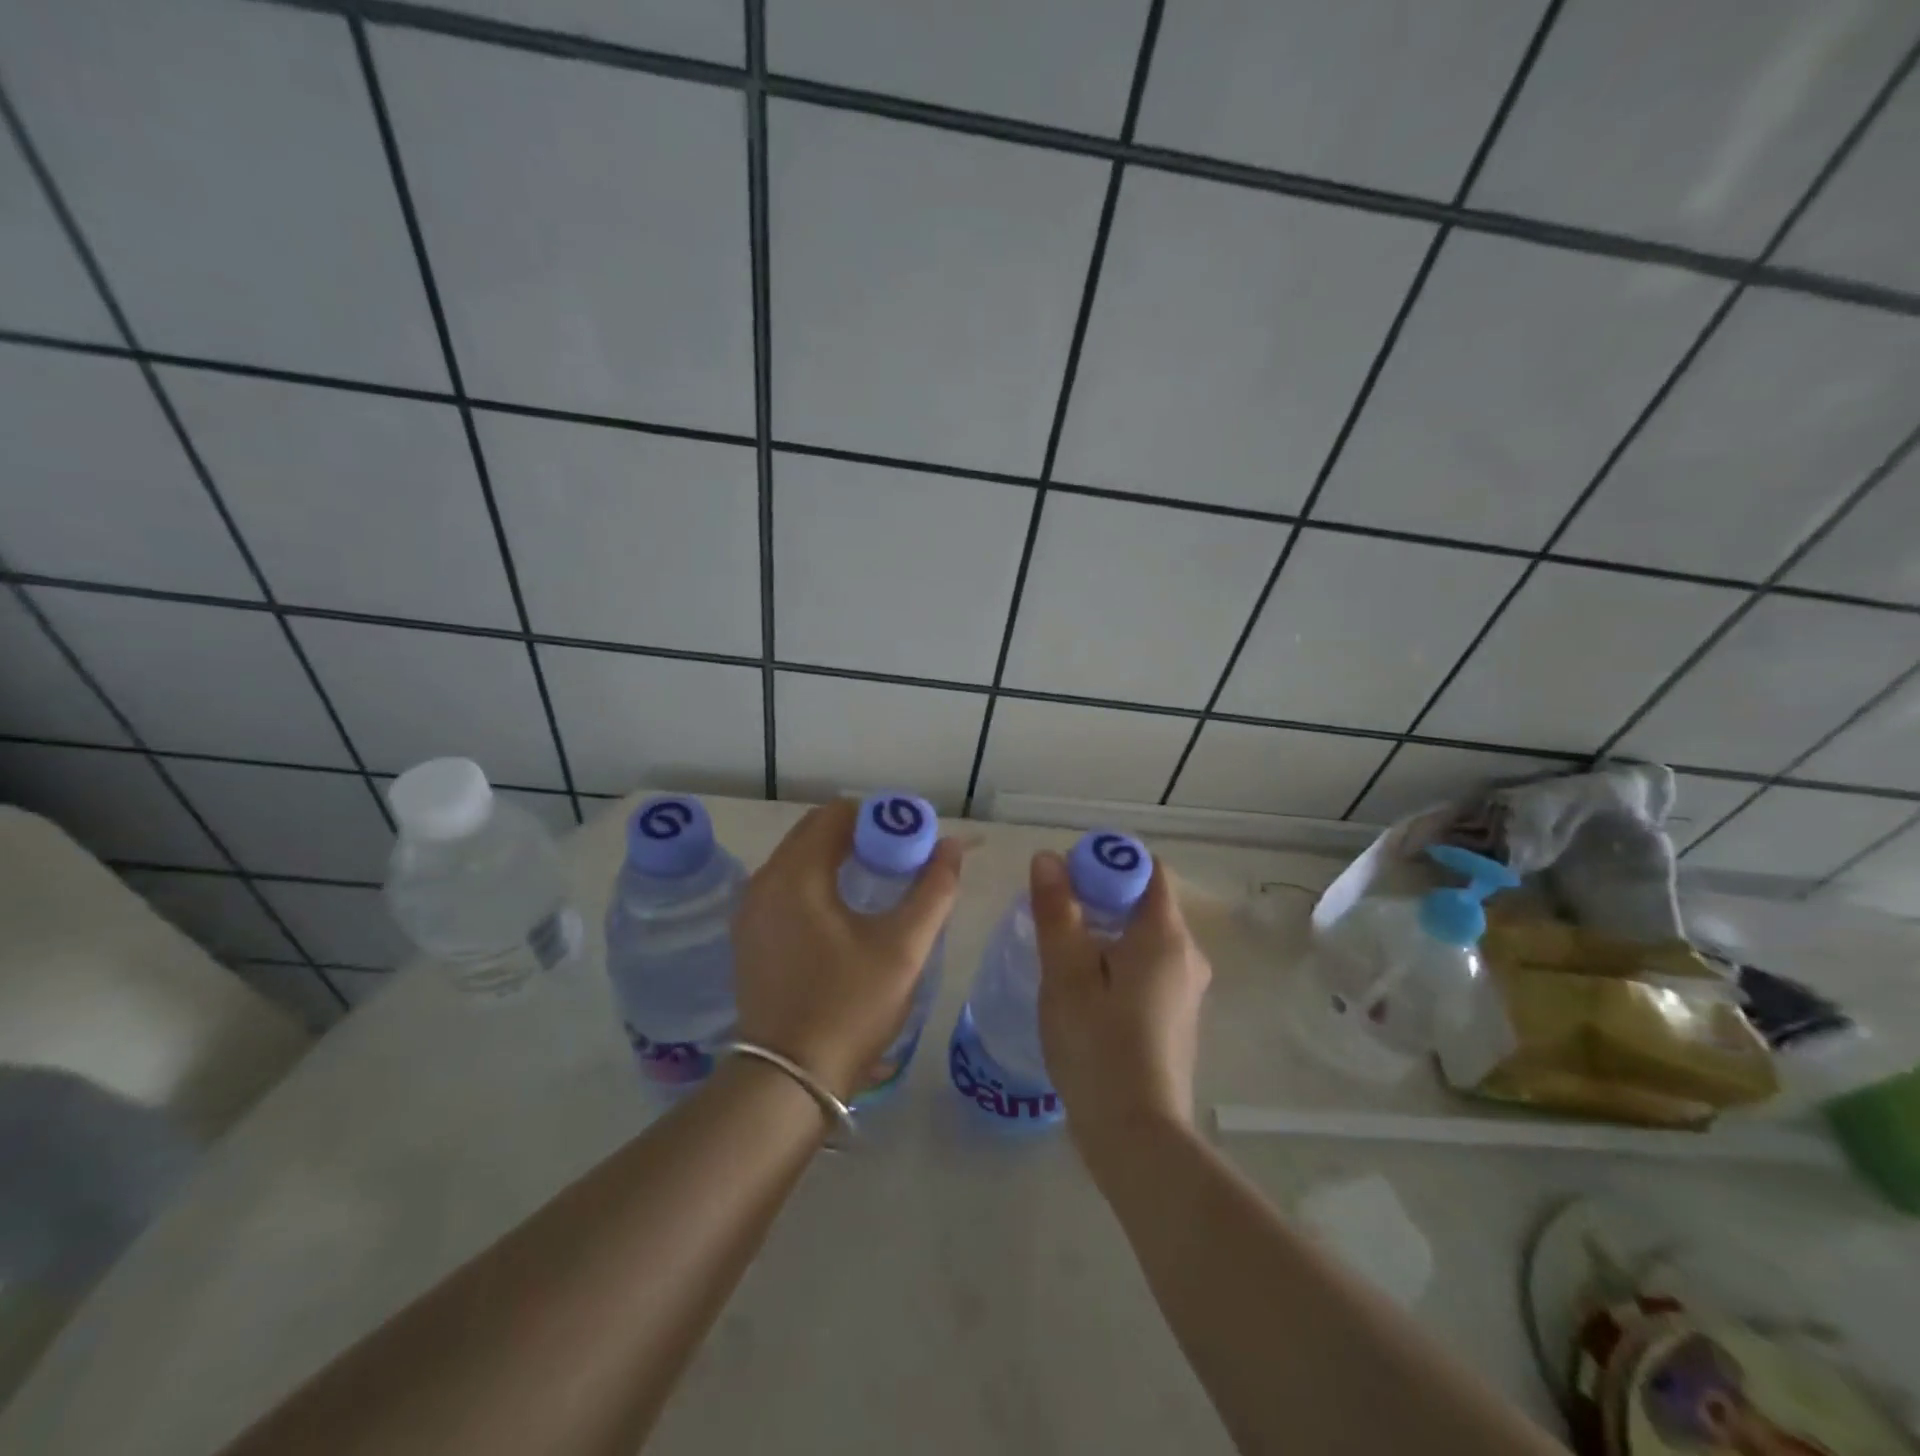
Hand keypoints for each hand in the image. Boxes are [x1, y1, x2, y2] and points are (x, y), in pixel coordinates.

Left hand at [731, 801, 963, 1101]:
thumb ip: (933, 889)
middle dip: (859, 835)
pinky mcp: (749, 937)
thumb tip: (952, 846)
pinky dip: (817, 882)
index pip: (837, 814)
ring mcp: (750, 911)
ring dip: (838, 858)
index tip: (910, 840)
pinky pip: (786, 888)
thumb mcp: (903, 947)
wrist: (788, 1082)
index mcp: (795, 874)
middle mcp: (763, 882)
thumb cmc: (849, 1007)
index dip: (878, 817)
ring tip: (880, 881)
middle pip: (814, 832)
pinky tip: (846, 911)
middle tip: (900, 858)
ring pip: (798, 860)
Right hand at [1030, 850, 1210, 1163]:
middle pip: (1145, 901)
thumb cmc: (1098, 1046)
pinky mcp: (1176, 1017)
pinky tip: (1083, 989)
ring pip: (1144, 937)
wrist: (1138, 1137)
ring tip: (1060, 950)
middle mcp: (1187, 954)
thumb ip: (1058, 911)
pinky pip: (1147, 967)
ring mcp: (1186, 989)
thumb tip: (1049, 858)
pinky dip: (1116, 960)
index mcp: (1166, 935)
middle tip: (1054, 914)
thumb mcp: (1066, 973)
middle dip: (1099, 896)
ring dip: (1104, 930)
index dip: (1107, 861)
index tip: (1067, 877)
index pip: (1147, 868)